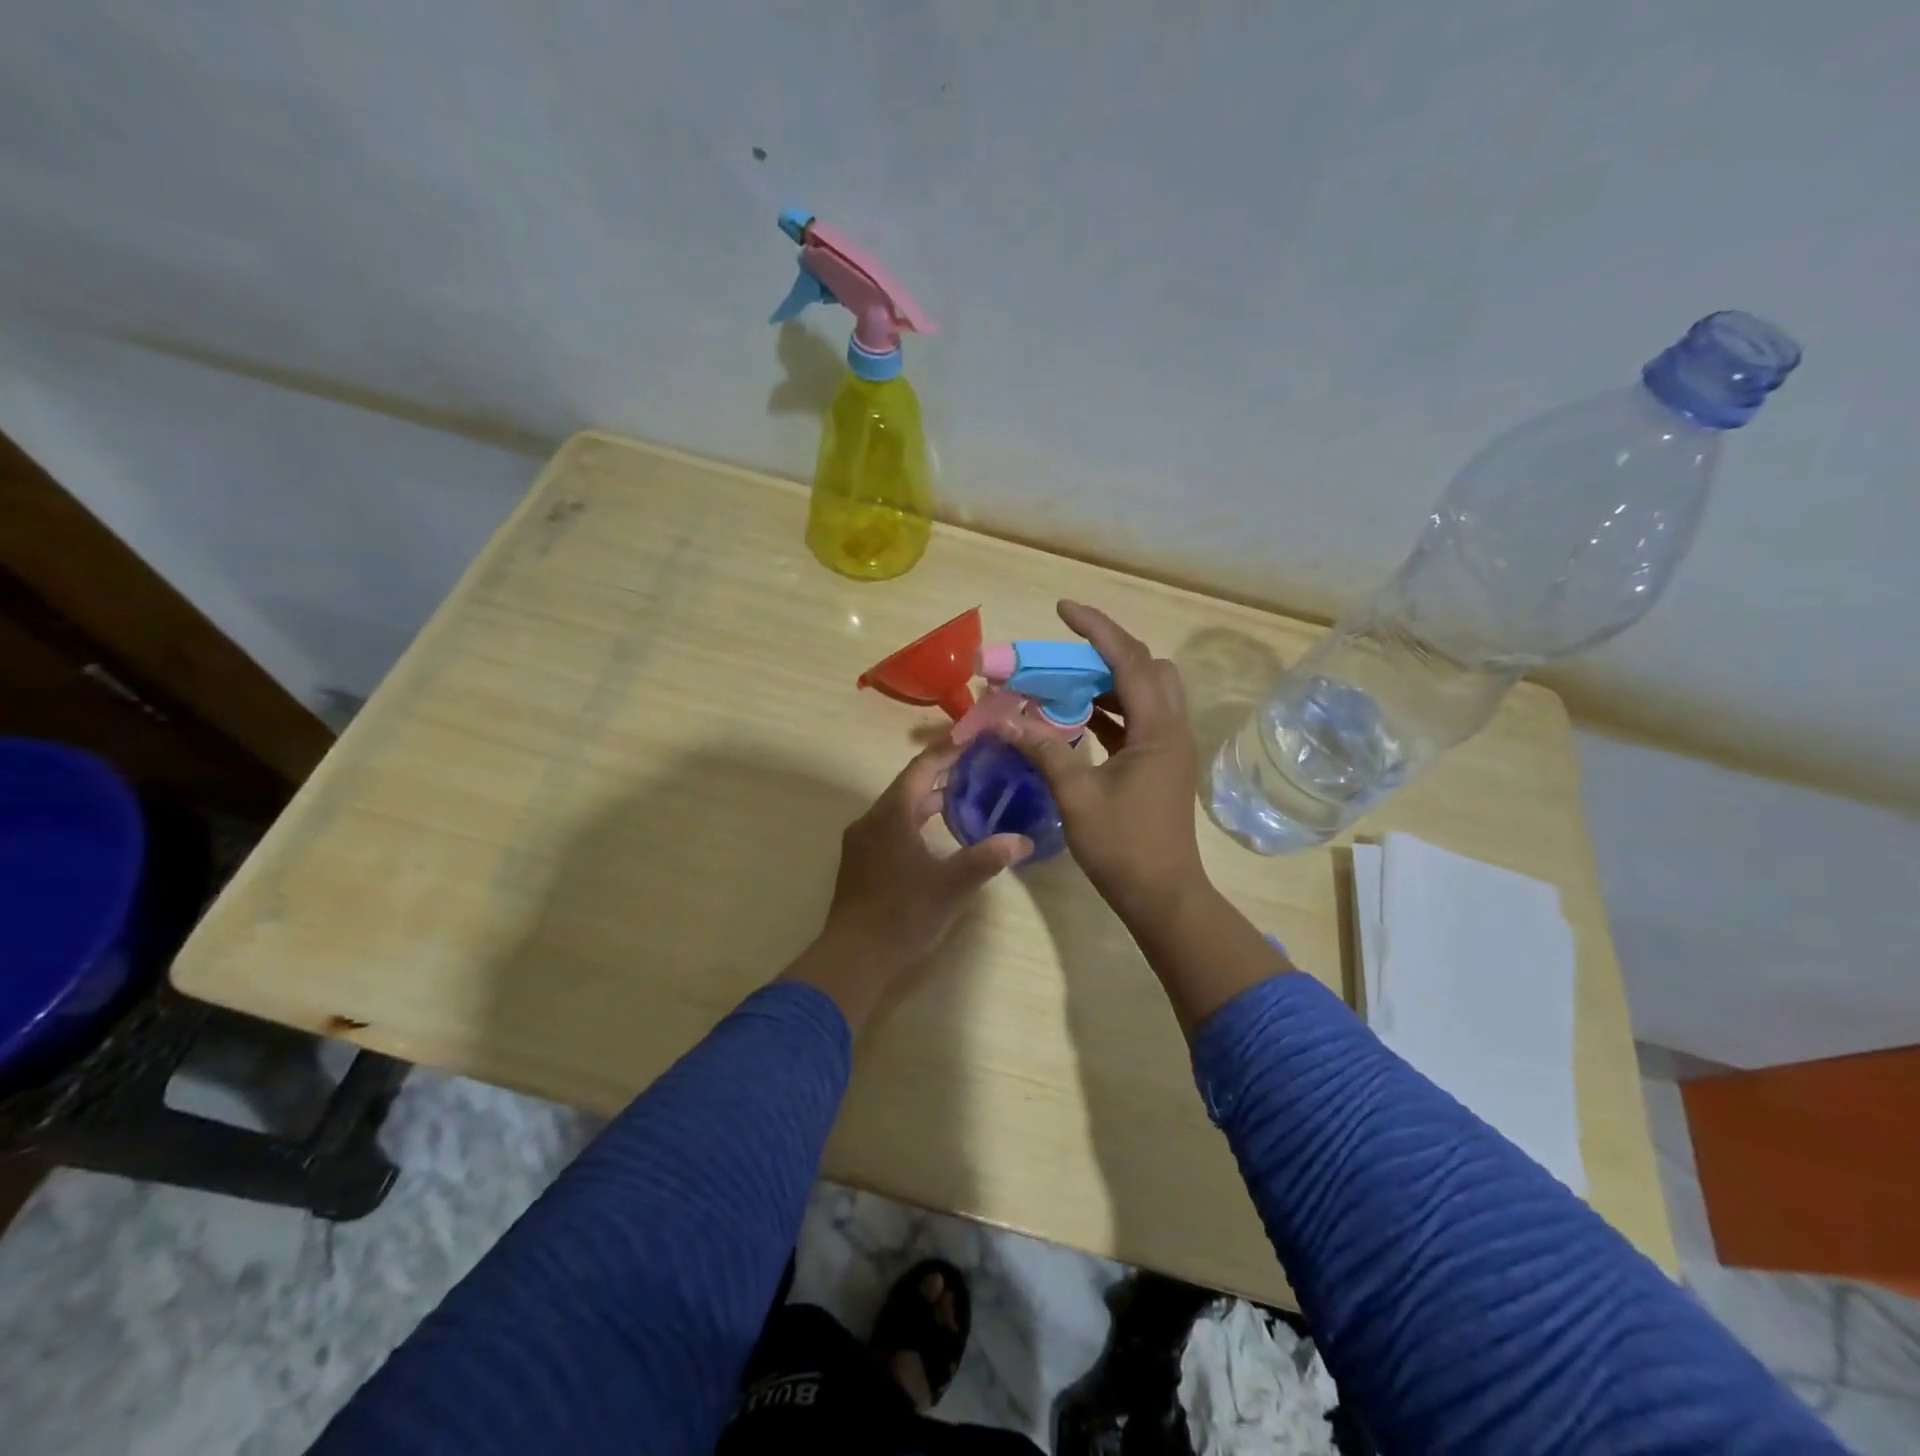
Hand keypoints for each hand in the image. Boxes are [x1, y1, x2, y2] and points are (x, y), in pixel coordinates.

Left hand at [782, 742, 1031, 1030]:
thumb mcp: (951, 886)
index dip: (948, 749)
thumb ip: (987, 858)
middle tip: (977, 765)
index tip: (973, 736)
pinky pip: (891, 826)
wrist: (853, 957)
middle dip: (942, 773)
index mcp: (892, 814)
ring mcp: (862, 841)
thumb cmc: (903, 915)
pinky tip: (937, 835)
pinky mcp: (860, 861)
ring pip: (899, 807)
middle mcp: (872, 819)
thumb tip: (1022, 840)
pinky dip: (916, 820)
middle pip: (909, 784)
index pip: (923, 768)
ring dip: (929, 799)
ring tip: (964, 797)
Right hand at [998, 601, 1208, 931]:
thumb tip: (1004, 721)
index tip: (1063, 609)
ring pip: (1144, 694)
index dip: (1096, 629)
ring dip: (1107, 682)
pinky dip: (1109, 710)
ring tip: (1064, 682)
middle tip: (1066, 653)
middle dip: (1108, 651)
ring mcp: (1169, 747)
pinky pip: (1137, 720)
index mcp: (1158, 729)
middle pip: (1148, 668)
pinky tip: (1076, 718)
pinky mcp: (1160, 765)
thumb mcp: (1076, 796)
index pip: (1129, 660)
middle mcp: (1171, 728)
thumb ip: (1043, 750)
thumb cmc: (1123, 846)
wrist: (1163, 896)